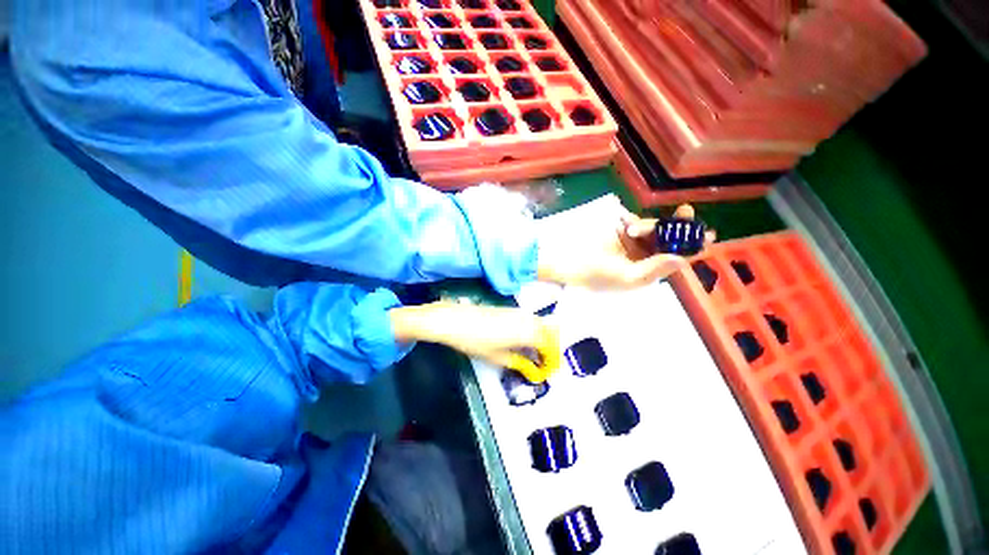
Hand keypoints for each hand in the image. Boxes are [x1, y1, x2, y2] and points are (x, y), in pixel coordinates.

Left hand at [390, 303, 559, 381]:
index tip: (548, 371)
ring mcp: (519, 312)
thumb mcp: (497, 357)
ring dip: (543, 338)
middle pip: (550, 332)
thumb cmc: (475, 341)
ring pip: (541, 324)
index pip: (550, 345)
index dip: (552, 359)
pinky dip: (534, 330)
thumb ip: (519, 362)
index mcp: (528, 332)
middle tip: (543, 363)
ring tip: (535, 354)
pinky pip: (530, 319)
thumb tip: (532, 369)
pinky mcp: (511, 309)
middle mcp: (528, 319)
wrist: (455, 320)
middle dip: (550, 348)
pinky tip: (524, 341)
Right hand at [537, 204, 714, 289]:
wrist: (572, 265)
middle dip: (676, 226)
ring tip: (628, 229)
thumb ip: (655, 268)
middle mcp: (645, 258)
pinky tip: (624, 219)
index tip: (708, 234)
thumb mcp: (627, 276)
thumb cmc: (597, 275)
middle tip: (684, 211)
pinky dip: (631, 219)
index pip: (676, 259)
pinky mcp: (621, 235)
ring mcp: (633, 245)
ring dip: (645, 225)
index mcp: (649, 271)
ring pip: (652, 229)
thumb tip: (682, 260)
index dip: (693, 247)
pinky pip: (634, 223)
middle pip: (669, 240)